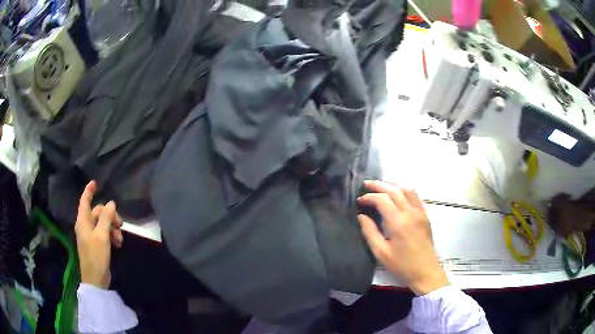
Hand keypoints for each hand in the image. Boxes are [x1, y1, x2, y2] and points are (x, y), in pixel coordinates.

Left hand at [75, 181, 123, 288]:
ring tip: (120, 239)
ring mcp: (90, 235)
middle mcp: (85, 226)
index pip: (85, 201)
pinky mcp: (96, 244)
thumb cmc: (96, 256)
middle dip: (109, 216)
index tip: (95, 182)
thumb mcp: (102, 236)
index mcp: (83, 221)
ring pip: (102, 224)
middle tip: (120, 225)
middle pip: (97, 213)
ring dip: (112, 228)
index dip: (89, 191)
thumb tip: (111, 203)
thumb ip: (106, 218)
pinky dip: (111, 236)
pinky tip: (118, 244)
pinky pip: (104, 233)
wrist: (95, 279)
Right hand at [357, 180, 448, 295]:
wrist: (425, 271)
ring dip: (393, 184)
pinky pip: (415, 196)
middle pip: (394, 190)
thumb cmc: (402, 265)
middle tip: (366, 184)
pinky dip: (405, 190)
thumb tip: (361, 216)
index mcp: (398, 222)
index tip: (359, 201)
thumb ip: (370, 232)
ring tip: (381, 184)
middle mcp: (410, 213)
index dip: (369, 197)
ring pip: (406, 190)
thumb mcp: (381, 253)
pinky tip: (398, 192)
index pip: (382, 199)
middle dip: (379, 185)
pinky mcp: (425, 215)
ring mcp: (420, 212)